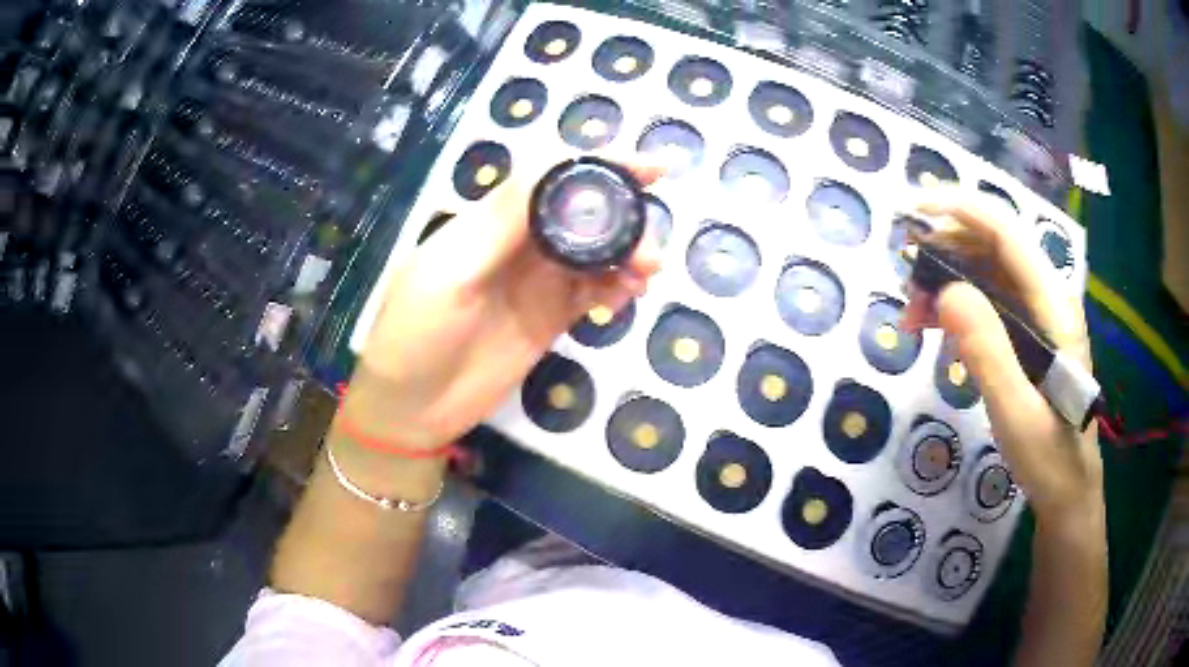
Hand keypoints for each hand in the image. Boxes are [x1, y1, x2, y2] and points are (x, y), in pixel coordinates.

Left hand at [349, 161, 662, 448]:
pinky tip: (627, 296)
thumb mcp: (449, 273)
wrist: (412, 407)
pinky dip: (617, 288)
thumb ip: (501, 223)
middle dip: (624, 217)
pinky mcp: (551, 318)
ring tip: (647, 273)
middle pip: (583, 213)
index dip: (600, 167)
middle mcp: (520, 244)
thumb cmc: (416, 334)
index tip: (650, 168)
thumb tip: (557, 171)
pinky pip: (594, 293)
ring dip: (627, 254)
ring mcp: (538, 282)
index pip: (551, 178)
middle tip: (650, 247)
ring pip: (595, 252)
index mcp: (491, 222)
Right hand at [901, 190, 1102, 523]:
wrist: (1069, 492)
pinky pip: (990, 302)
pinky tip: (939, 332)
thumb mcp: (1016, 414)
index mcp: (1054, 305)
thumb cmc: (1050, 459)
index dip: (959, 209)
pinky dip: (959, 308)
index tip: (911, 209)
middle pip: (992, 247)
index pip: (1005, 232)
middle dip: (944, 255)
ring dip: (947, 283)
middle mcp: (1048, 296)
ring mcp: (1040, 314)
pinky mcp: (1030, 333)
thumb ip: (987, 351)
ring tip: (913, 318)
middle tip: (906, 294)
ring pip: (987, 273)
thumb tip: (946, 291)